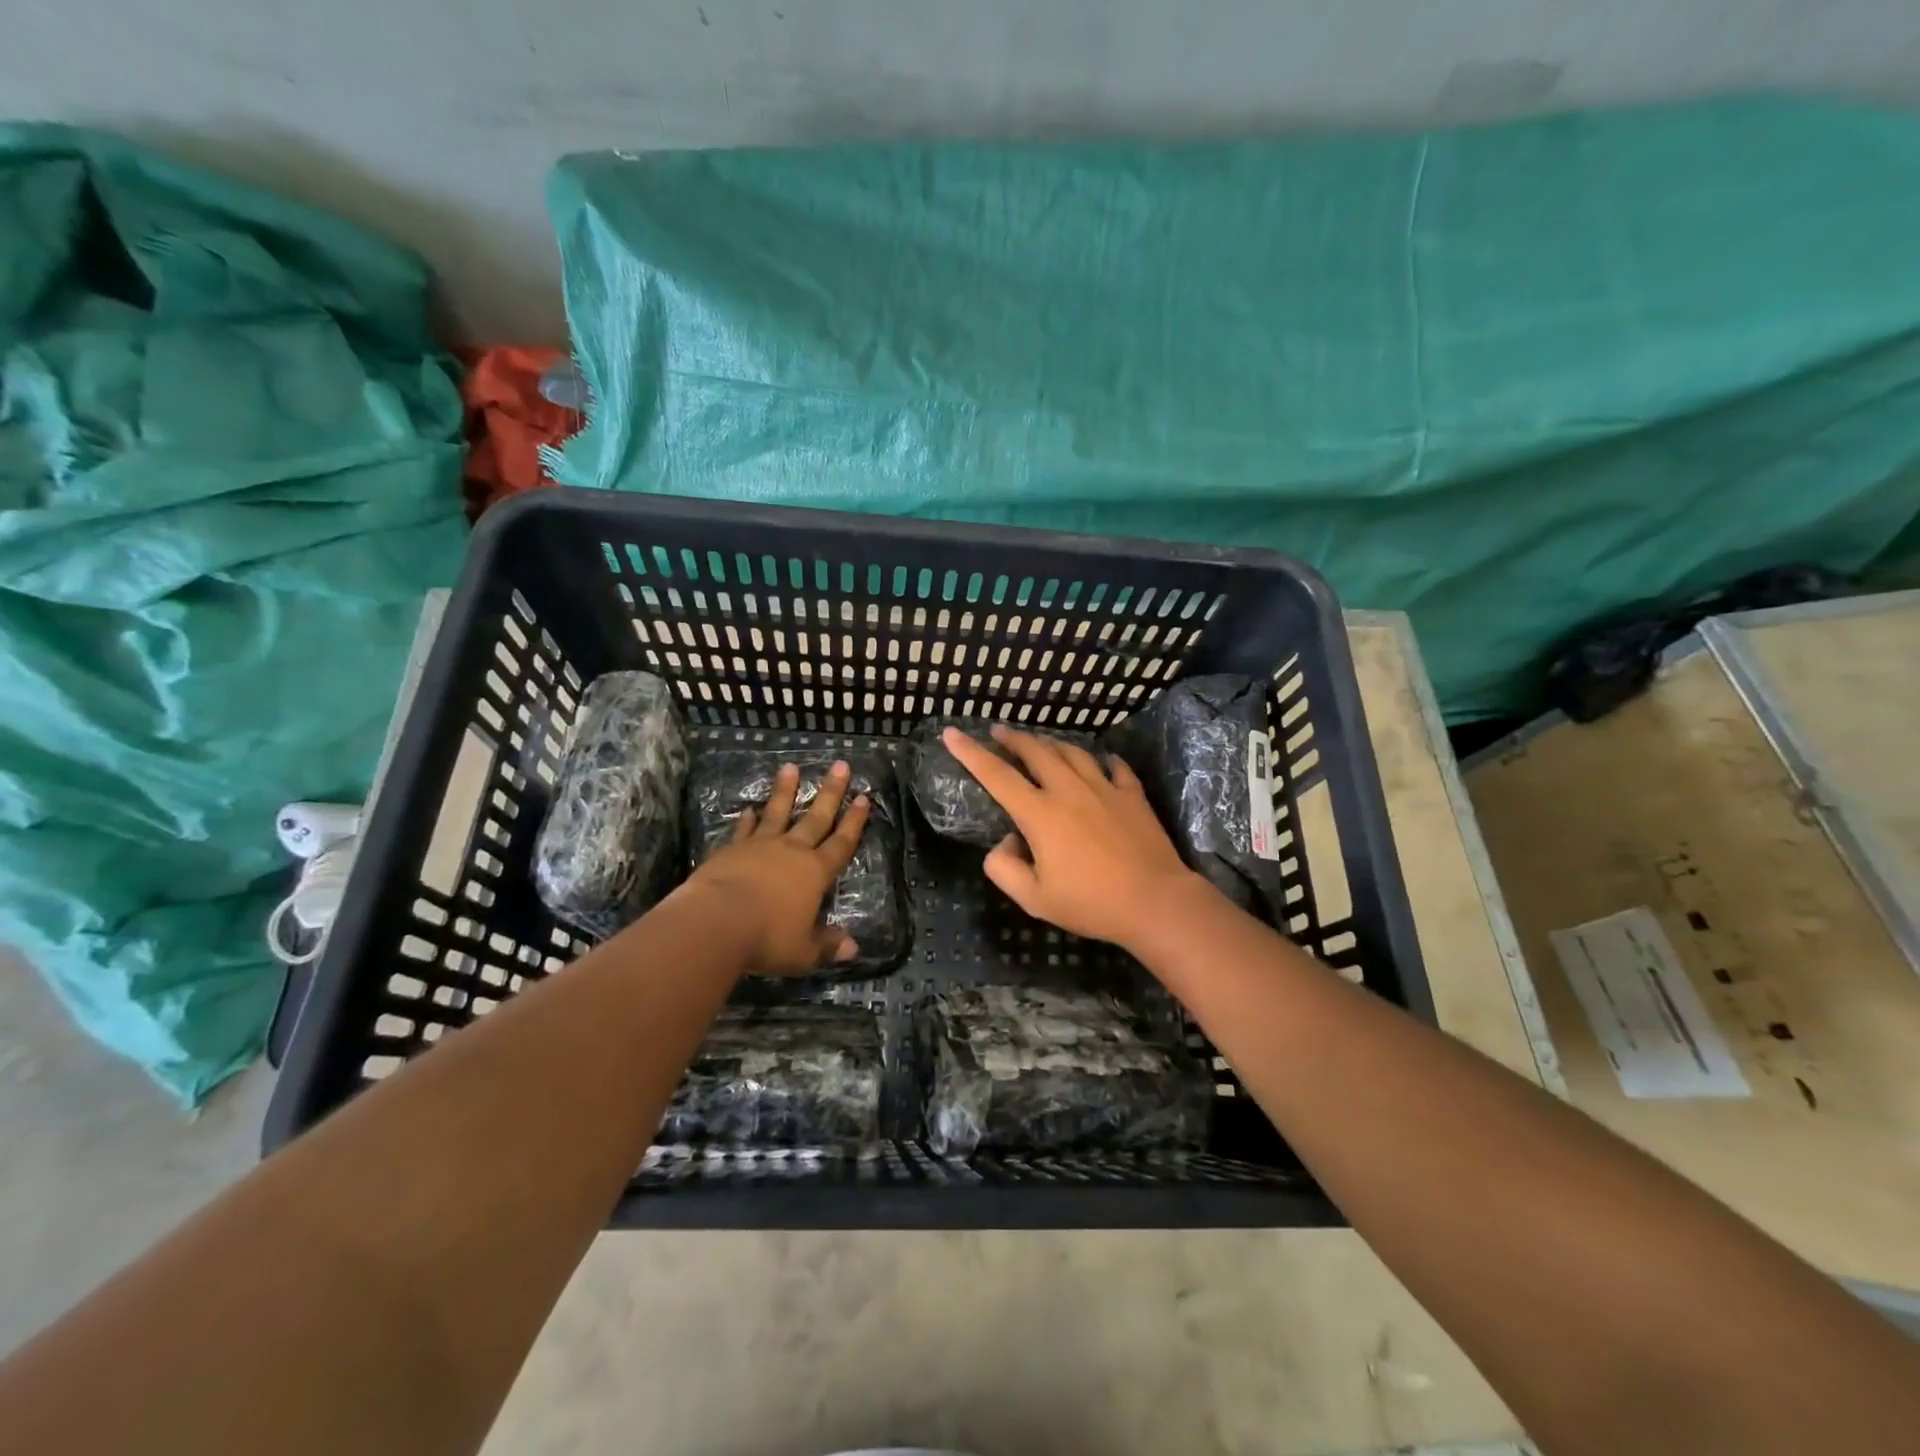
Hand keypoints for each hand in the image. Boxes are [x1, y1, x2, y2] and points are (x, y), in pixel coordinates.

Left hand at [683, 760, 870, 974]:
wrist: (716, 922)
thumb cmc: (767, 938)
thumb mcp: (803, 951)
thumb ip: (827, 945)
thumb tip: (853, 949)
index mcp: (815, 873)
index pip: (841, 843)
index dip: (854, 822)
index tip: (864, 797)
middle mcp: (792, 852)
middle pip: (816, 818)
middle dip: (831, 792)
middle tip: (840, 766)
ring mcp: (760, 846)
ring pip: (778, 813)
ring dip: (785, 791)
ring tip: (790, 767)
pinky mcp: (731, 850)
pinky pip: (744, 830)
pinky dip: (748, 819)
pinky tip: (749, 808)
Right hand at [942, 724, 1202, 949]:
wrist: (1155, 902)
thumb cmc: (1091, 903)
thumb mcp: (1034, 899)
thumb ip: (1004, 869)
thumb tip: (1005, 843)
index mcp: (1040, 814)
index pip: (996, 775)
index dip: (971, 753)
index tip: (952, 733)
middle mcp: (1069, 790)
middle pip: (1036, 751)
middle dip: (1013, 738)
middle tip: (999, 731)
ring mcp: (1104, 788)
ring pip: (1073, 752)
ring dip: (1052, 743)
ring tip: (1042, 742)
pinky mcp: (1133, 795)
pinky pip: (1115, 767)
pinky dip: (1103, 760)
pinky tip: (1102, 760)